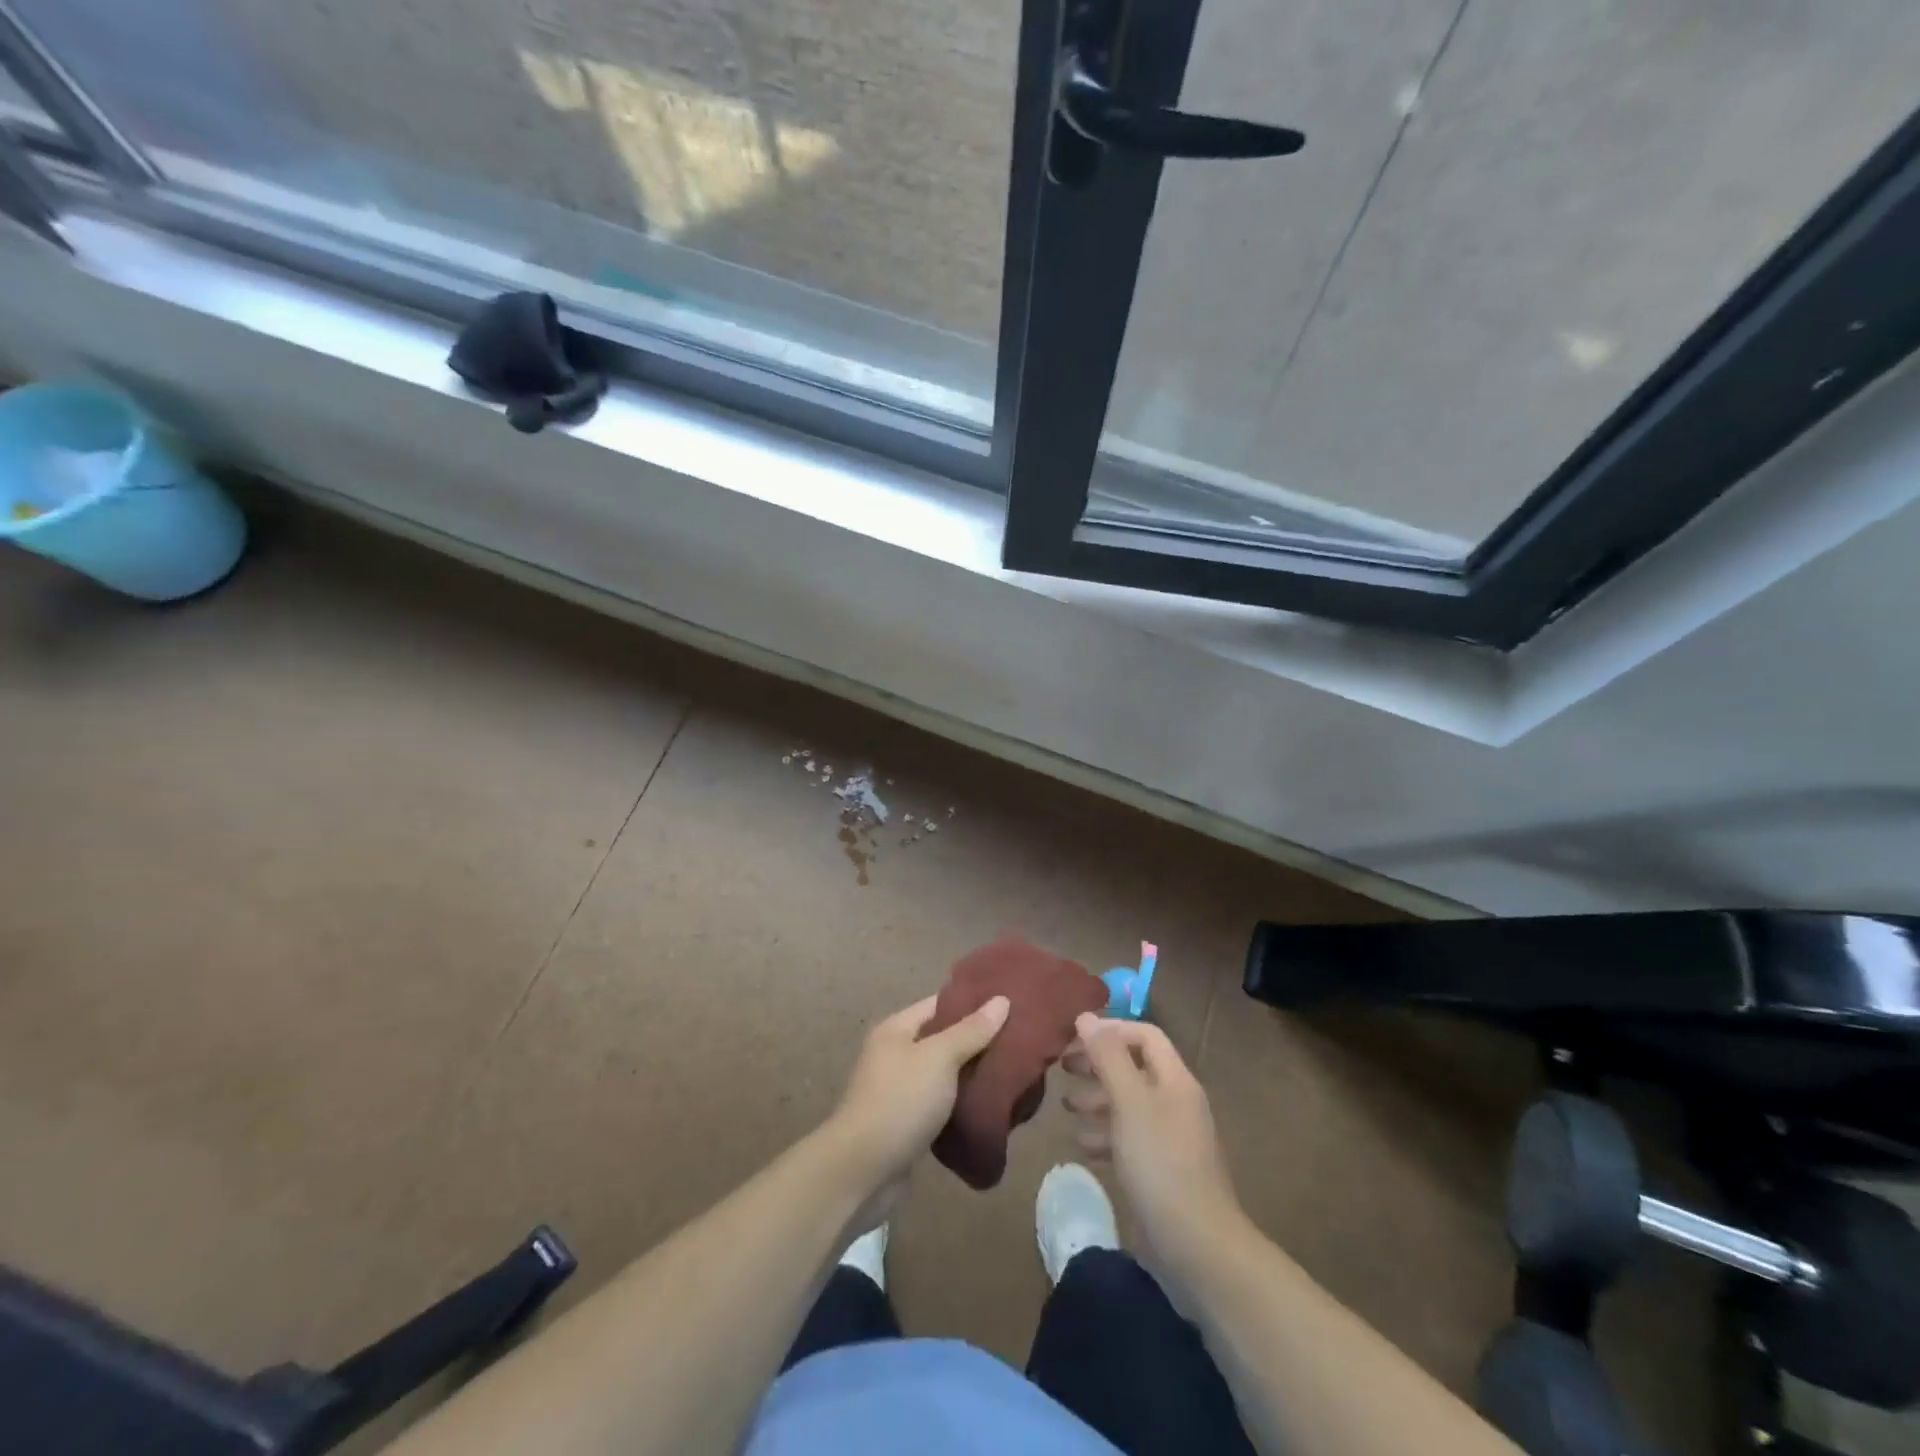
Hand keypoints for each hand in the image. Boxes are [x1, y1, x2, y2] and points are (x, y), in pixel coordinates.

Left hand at [821, 993, 1010, 1219]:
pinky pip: (940, 1105)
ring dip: (970, 1076)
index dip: (972, 1002)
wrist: (862, 1171)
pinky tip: (989, 1106)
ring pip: (943, 1075)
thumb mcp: (940, 1058)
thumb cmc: (900, 1101)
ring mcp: (899, 1091)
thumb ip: (971, 1030)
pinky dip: (961, 1105)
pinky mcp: (906, 1125)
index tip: (1009, 1004)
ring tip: (1011, 1072)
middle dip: (976, 1041)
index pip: (939, 1004)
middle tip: (1018, 1041)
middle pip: (942, 1039)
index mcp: (897, 1029)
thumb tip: (1002, 999)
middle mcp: (895, 1055)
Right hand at [1062, 1014, 1244, 1286]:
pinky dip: (1105, 1134)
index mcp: (1175, 1080)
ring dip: (1097, 1099)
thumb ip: (1108, 1057)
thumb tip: (1086, 1017)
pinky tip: (1083, 1144)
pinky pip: (1129, 1138)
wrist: (1198, 1248)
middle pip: (1134, 1067)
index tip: (1074, 1038)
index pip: (1144, 1035)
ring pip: (1128, 1104)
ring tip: (1066, 1106)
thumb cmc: (1160, 1164)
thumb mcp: (1129, 1102)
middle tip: (1062, 1068)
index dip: (1110, 1030)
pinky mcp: (1161, 1171)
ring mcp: (1170, 1139)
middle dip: (1098, 1063)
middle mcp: (1175, 1102)